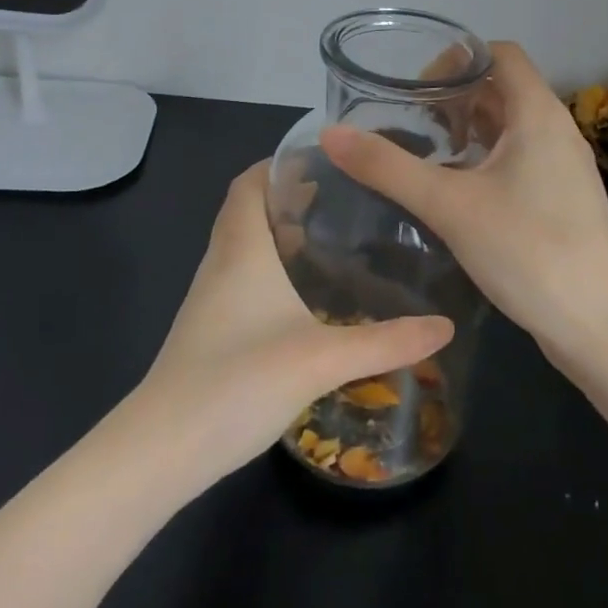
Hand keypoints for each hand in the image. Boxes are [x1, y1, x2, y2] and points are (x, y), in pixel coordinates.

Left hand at [136, 163, 453, 482]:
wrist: (163, 448)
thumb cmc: (238, 380)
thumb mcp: (322, 359)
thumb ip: (386, 343)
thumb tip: (444, 327)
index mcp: (241, 249)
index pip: (249, 183)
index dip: (278, 164)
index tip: (323, 159)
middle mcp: (221, 263)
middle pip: (248, 211)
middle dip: (288, 197)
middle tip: (341, 198)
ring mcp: (210, 299)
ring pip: (244, 247)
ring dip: (279, 234)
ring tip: (330, 240)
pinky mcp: (210, 331)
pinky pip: (242, 280)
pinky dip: (270, 271)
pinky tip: (304, 299)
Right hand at [321, 42, 607, 358]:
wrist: (603, 327)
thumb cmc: (530, 252)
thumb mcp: (449, 206)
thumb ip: (388, 168)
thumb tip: (331, 133)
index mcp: (538, 114)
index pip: (500, 54)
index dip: (457, 58)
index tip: (415, 88)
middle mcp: (556, 131)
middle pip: (503, 89)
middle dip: (455, 97)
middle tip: (410, 122)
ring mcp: (564, 168)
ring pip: (510, 128)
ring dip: (469, 130)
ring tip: (427, 153)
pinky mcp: (563, 200)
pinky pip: (519, 160)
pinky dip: (485, 160)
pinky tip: (456, 191)